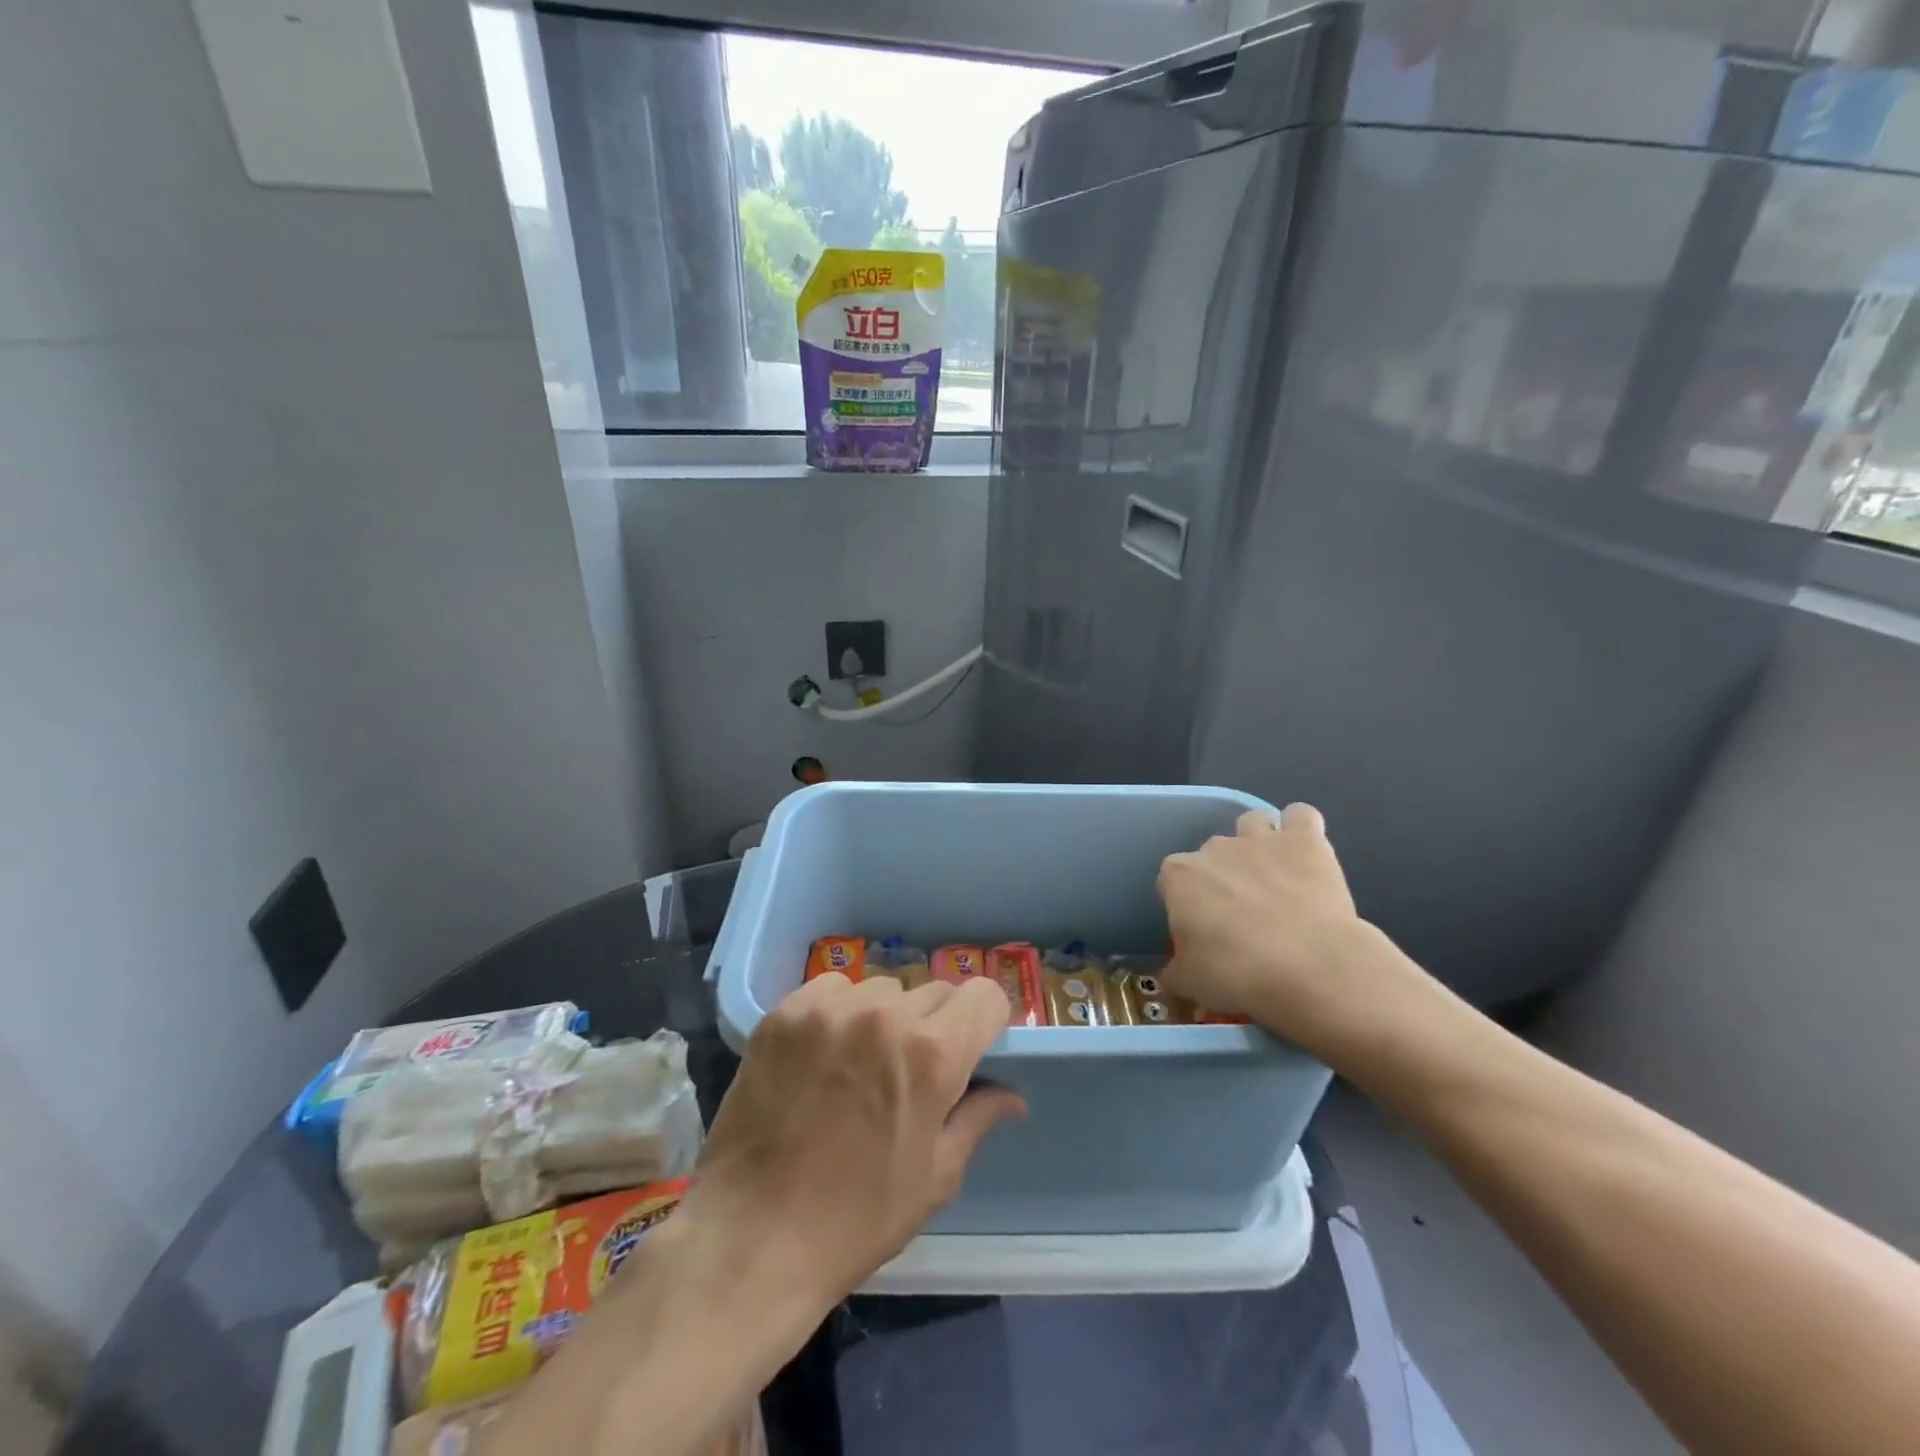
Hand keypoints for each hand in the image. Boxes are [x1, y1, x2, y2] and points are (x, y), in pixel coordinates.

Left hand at [679, 973, 1024, 1312]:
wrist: (753, 1236)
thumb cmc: (857, 1218)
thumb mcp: (934, 1177)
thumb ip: (977, 1118)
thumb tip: (1013, 1095)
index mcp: (933, 1054)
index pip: (984, 995)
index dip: (985, 1021)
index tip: (972, 1047)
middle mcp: (886, 1015)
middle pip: (934, 991)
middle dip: (934, 1024)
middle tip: (909, 1069)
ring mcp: (831, 1009)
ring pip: (881, 989)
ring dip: (884, 1016)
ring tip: (859, 1063)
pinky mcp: (787, 1012)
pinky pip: (832, 989)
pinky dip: (838, 1012)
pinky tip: (822, 1054)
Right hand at [1157, 803, 1432, 1062]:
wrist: (1310, 966)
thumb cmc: (1237, 974)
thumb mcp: (1192, 983)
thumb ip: (1176, 972)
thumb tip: (1172, 977)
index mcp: (1178, 876)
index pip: (1172, 881)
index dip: (1187, 904)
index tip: (1203, 930)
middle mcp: (1214, 848)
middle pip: (1212, 853)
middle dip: (1224, 875)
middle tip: (1243, 914)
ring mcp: (1260, 839)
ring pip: (1252, 822)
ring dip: (1259, 842)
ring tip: (1274, 876)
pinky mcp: (1305, 840)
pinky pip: (1300, 816)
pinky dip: (1301, 828)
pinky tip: (1306, 851)